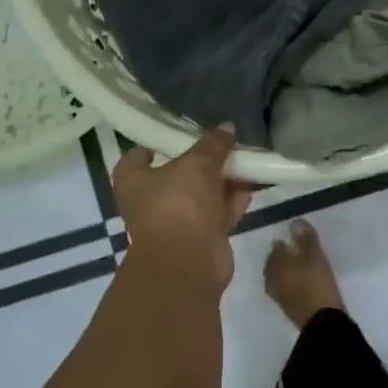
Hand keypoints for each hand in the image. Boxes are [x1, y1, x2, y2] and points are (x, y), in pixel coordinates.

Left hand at [113, 127, 255, 292]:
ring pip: (203, 193)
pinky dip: (233, 200)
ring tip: (248, 158)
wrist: (187, 261)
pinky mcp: (201, 236)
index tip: (186, 129)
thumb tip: (228, 126)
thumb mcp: (197, 164)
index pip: (141, 153)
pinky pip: (219, 212)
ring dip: (224, 179)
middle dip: (205, 159)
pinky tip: (253, 184)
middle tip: (228, 141)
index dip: (162, 141)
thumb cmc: (178, 204)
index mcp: (134, 179)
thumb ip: (214, 144)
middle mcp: (151, 199)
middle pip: (179, 172)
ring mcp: (177, 220)